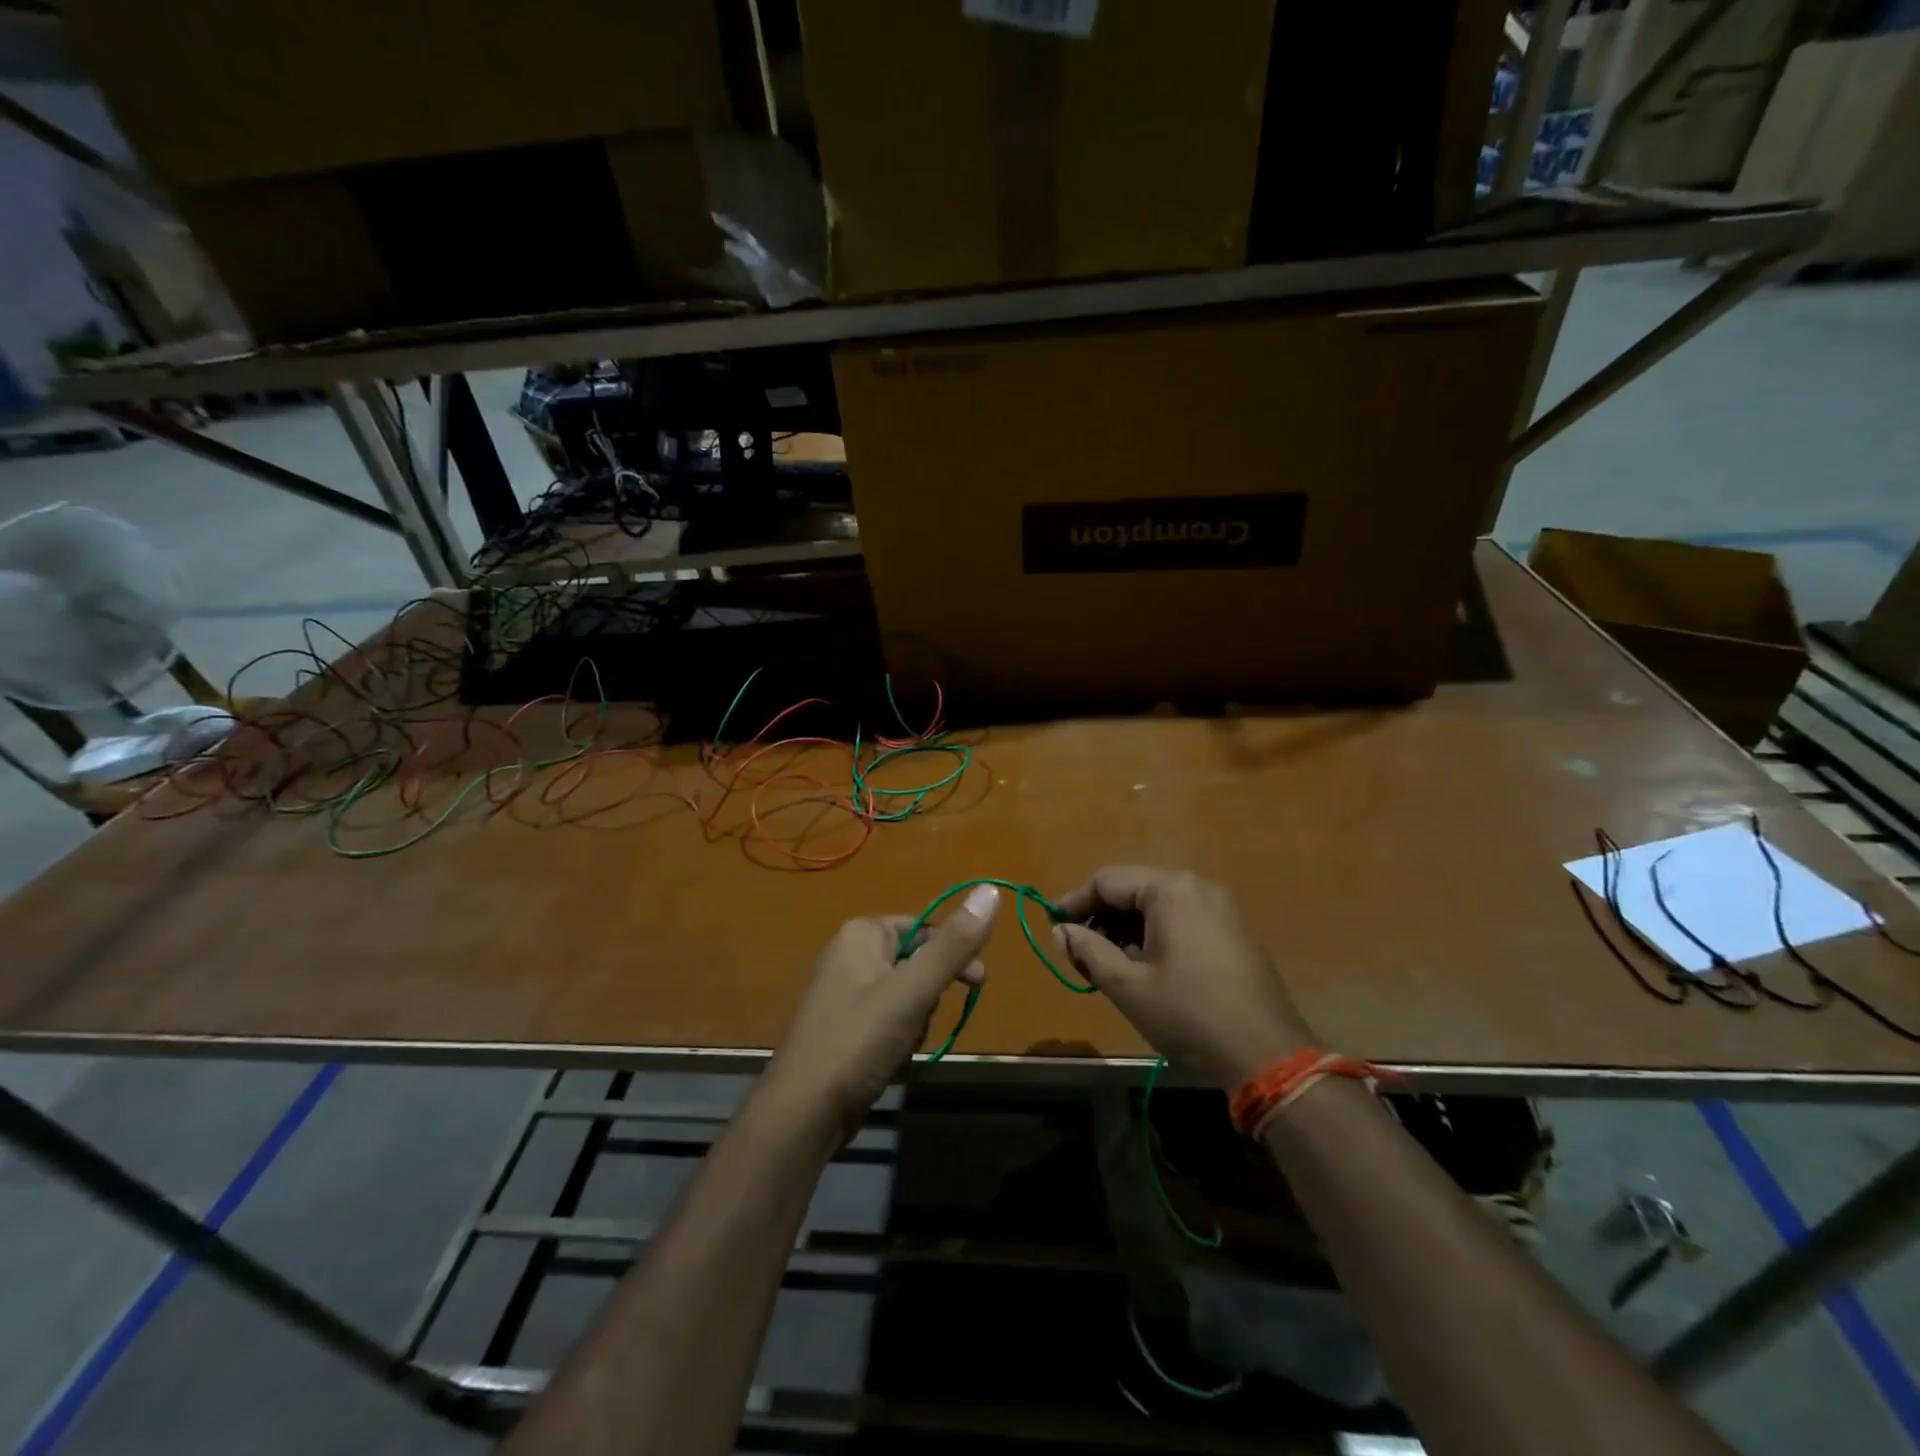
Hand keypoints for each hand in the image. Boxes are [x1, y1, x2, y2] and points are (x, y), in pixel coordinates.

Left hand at [764, 884, 999, 1133]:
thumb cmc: (859, 1041)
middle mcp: (848, 953)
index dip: (954, 954)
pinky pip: (885, 1019)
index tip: (978, 983)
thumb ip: (953, 944)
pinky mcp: (841, 1025)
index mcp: (862, 933)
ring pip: (904, 995)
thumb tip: (991, 890)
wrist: (802, 1112)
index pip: (924, 928)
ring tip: (899, 1046)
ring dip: (914, 1021)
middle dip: (929, 996)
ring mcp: (841, 991)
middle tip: (923, 1023)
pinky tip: (887, 1060)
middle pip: (915, 962)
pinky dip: (895, 1037)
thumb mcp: (913, 990)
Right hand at [1054, 867, 1314, 1088]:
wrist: (1266, 1053)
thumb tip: (1061, 930)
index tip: (1053, 928)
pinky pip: (1180, 919)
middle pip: (1133, 889)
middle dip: (1101, 917)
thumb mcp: (1128, 984)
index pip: (1107, 881)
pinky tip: (1143, 967)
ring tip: (1106, 963)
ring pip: (1156, 905)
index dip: (1075, 902)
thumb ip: (1088, 950)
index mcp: (1170, 890)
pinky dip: (1153, 935)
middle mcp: (1196, 886)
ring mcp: (1219, 908)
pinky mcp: (1232, 931)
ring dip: (1125, 928)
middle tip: (1078, 951)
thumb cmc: (1188, 1014)